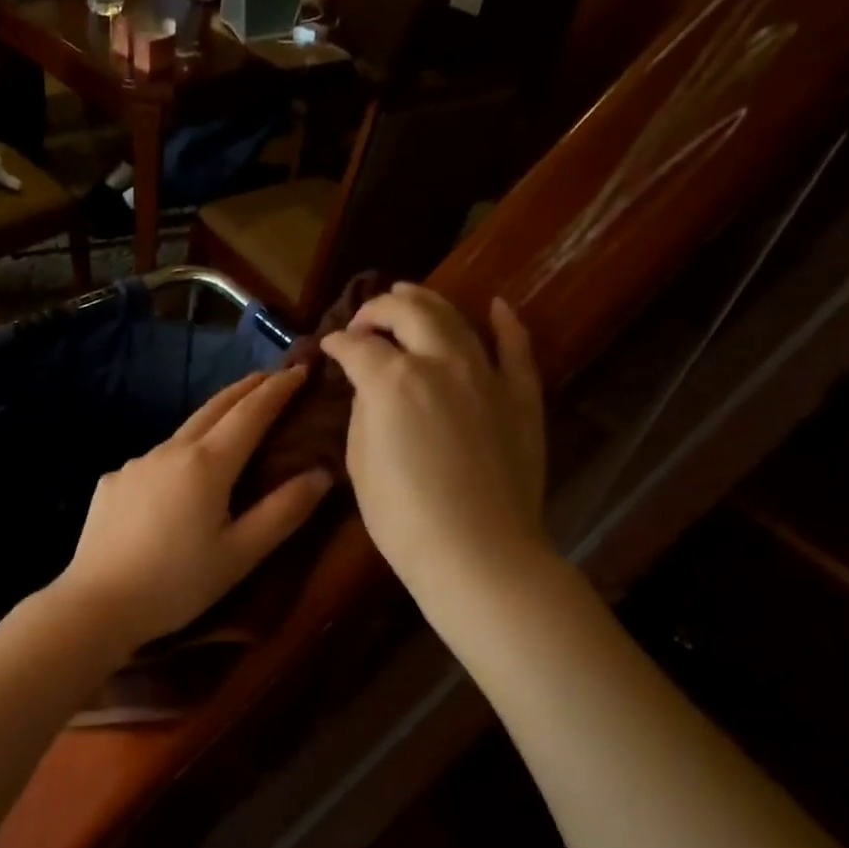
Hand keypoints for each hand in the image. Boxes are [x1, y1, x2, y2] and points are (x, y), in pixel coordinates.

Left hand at [56, 368, 332, 651]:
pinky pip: (152, 462)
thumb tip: (321, 474)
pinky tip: (175, 482)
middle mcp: (169, 451)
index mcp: (206, 464)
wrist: (98, 604)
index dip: (278, 390)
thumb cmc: (178, 583)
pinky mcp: (111, 483)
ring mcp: (134, 464)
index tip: (300, 369)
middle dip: (245, 389)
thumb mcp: (241, 554)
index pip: (251, 413)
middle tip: (268, 377)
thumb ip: (283, 511)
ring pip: (181, 434)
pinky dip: (175, 459)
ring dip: (209, 422)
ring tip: (228, 426)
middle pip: (213, 408)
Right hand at [321, 285, 548, 605]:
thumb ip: (363, 414)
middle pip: (408, 313)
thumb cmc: (402, 517)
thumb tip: (371, 391)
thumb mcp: (360, 464)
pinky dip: (505, 323)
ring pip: (456, 318)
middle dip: (378, 309)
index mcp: (392, 381)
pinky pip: (516, 348)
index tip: (328, 348)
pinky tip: (496, 307)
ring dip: (428, 301)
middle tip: (364, 319)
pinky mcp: (521, 396)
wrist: (477, 551)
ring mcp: (486, 375)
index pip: (356, 346)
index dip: (336, 343)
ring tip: (409, 296)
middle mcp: (440, 362)